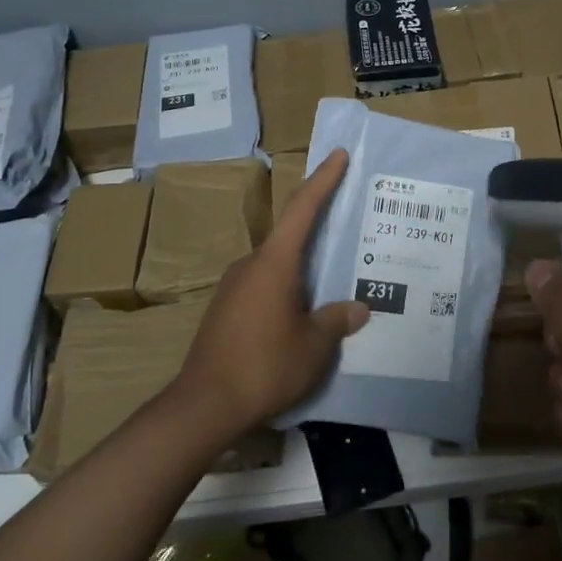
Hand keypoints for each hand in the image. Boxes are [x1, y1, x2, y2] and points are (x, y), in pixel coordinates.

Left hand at [174, 150, 368, 437]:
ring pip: (278, 266)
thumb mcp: (314, 346)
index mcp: (275, 262)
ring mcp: (234, 288)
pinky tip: (303, 314)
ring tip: (333, 282)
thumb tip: (357, 308)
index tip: (338, 154)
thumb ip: (336, 321)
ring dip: (304, 268)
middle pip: (290, 236)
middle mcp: (251, 265)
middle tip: (350, 229)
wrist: (204, 406)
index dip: (323, 179)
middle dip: (319, 229)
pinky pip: (265, 288)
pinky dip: (288, 290)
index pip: (302, 208)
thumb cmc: (265, 365)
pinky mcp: (226, 311)